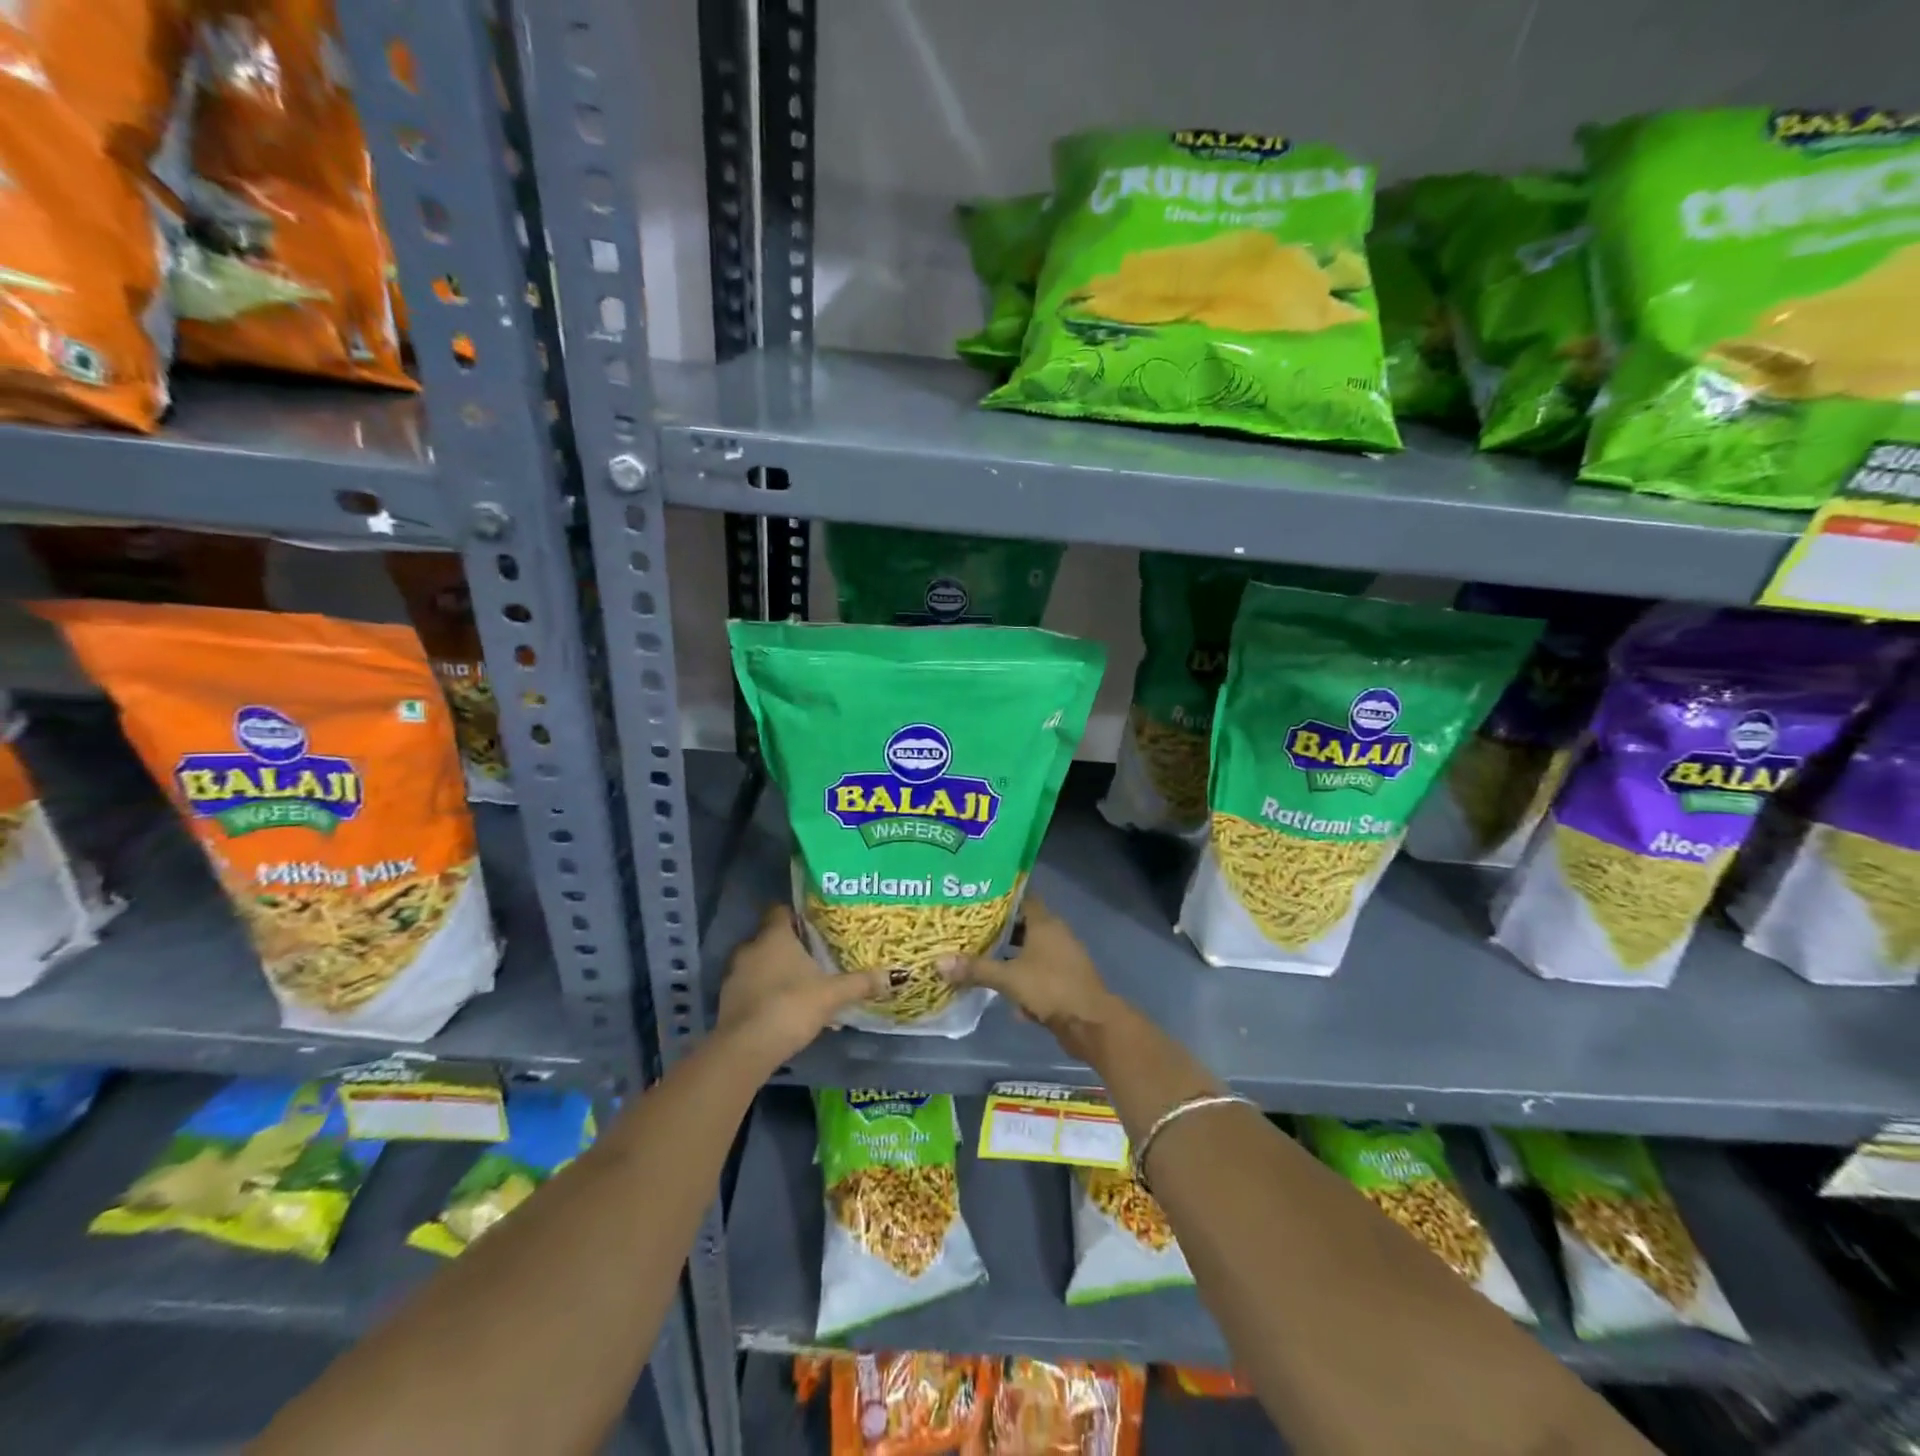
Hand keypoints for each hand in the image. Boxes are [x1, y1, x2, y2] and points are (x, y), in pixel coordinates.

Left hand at [716, 904, 888, 1067]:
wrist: (746, 1048)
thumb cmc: (791, 1007)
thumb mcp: (832, 995)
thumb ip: (860, 983)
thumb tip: (895, 975)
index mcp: (774, 937)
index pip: (780, 911)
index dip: (795, 915)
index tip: (813, 924)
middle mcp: (750, 948)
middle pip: (769, 938)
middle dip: (789, 947)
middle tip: (813, 957)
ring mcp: (734, 975)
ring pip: (758, 964)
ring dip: (774, 972)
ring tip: (799, 985)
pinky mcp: (726, 1001)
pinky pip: (749, 988)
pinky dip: (763, 993)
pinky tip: (781, 1009)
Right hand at [937, 894, 1117, 1054]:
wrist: (1090, 1023)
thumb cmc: (1050, 988)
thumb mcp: (1008, 978)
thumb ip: (975, 969)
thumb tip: (938, 962)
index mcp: (1045, 923)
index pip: (1022, 898)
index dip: (1001, 898)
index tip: (977, 899)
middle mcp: (1056, 934)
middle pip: (1024, 925)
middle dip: (999, 930)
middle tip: (970, 931)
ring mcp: (1062, 958)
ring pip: (1030, 950)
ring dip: (1010, 957)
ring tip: (981, 960)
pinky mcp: (1064, 980)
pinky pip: (1037, 972)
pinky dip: (1022, 978)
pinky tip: (1004, 993)